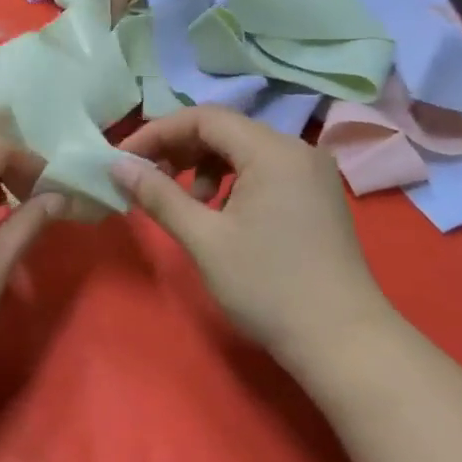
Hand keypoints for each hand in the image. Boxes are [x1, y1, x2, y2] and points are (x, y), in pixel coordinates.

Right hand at [112, 106, 397, 374]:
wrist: (344, 343)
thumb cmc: (268, 286)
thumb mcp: (204, 239)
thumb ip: (158, 195)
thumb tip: (117, 165)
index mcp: (272, 151)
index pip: (203, 118)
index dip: (158, 132)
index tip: (124, 158)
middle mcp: (296, 149)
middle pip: (224, 130)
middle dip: (178, 149)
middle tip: (145, 178)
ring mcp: (311, 173)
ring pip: (242, 150)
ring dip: (202, 167)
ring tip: (184, 204)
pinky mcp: (316, 196)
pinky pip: (262, 170)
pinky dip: (230, 182)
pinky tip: (218, 214)